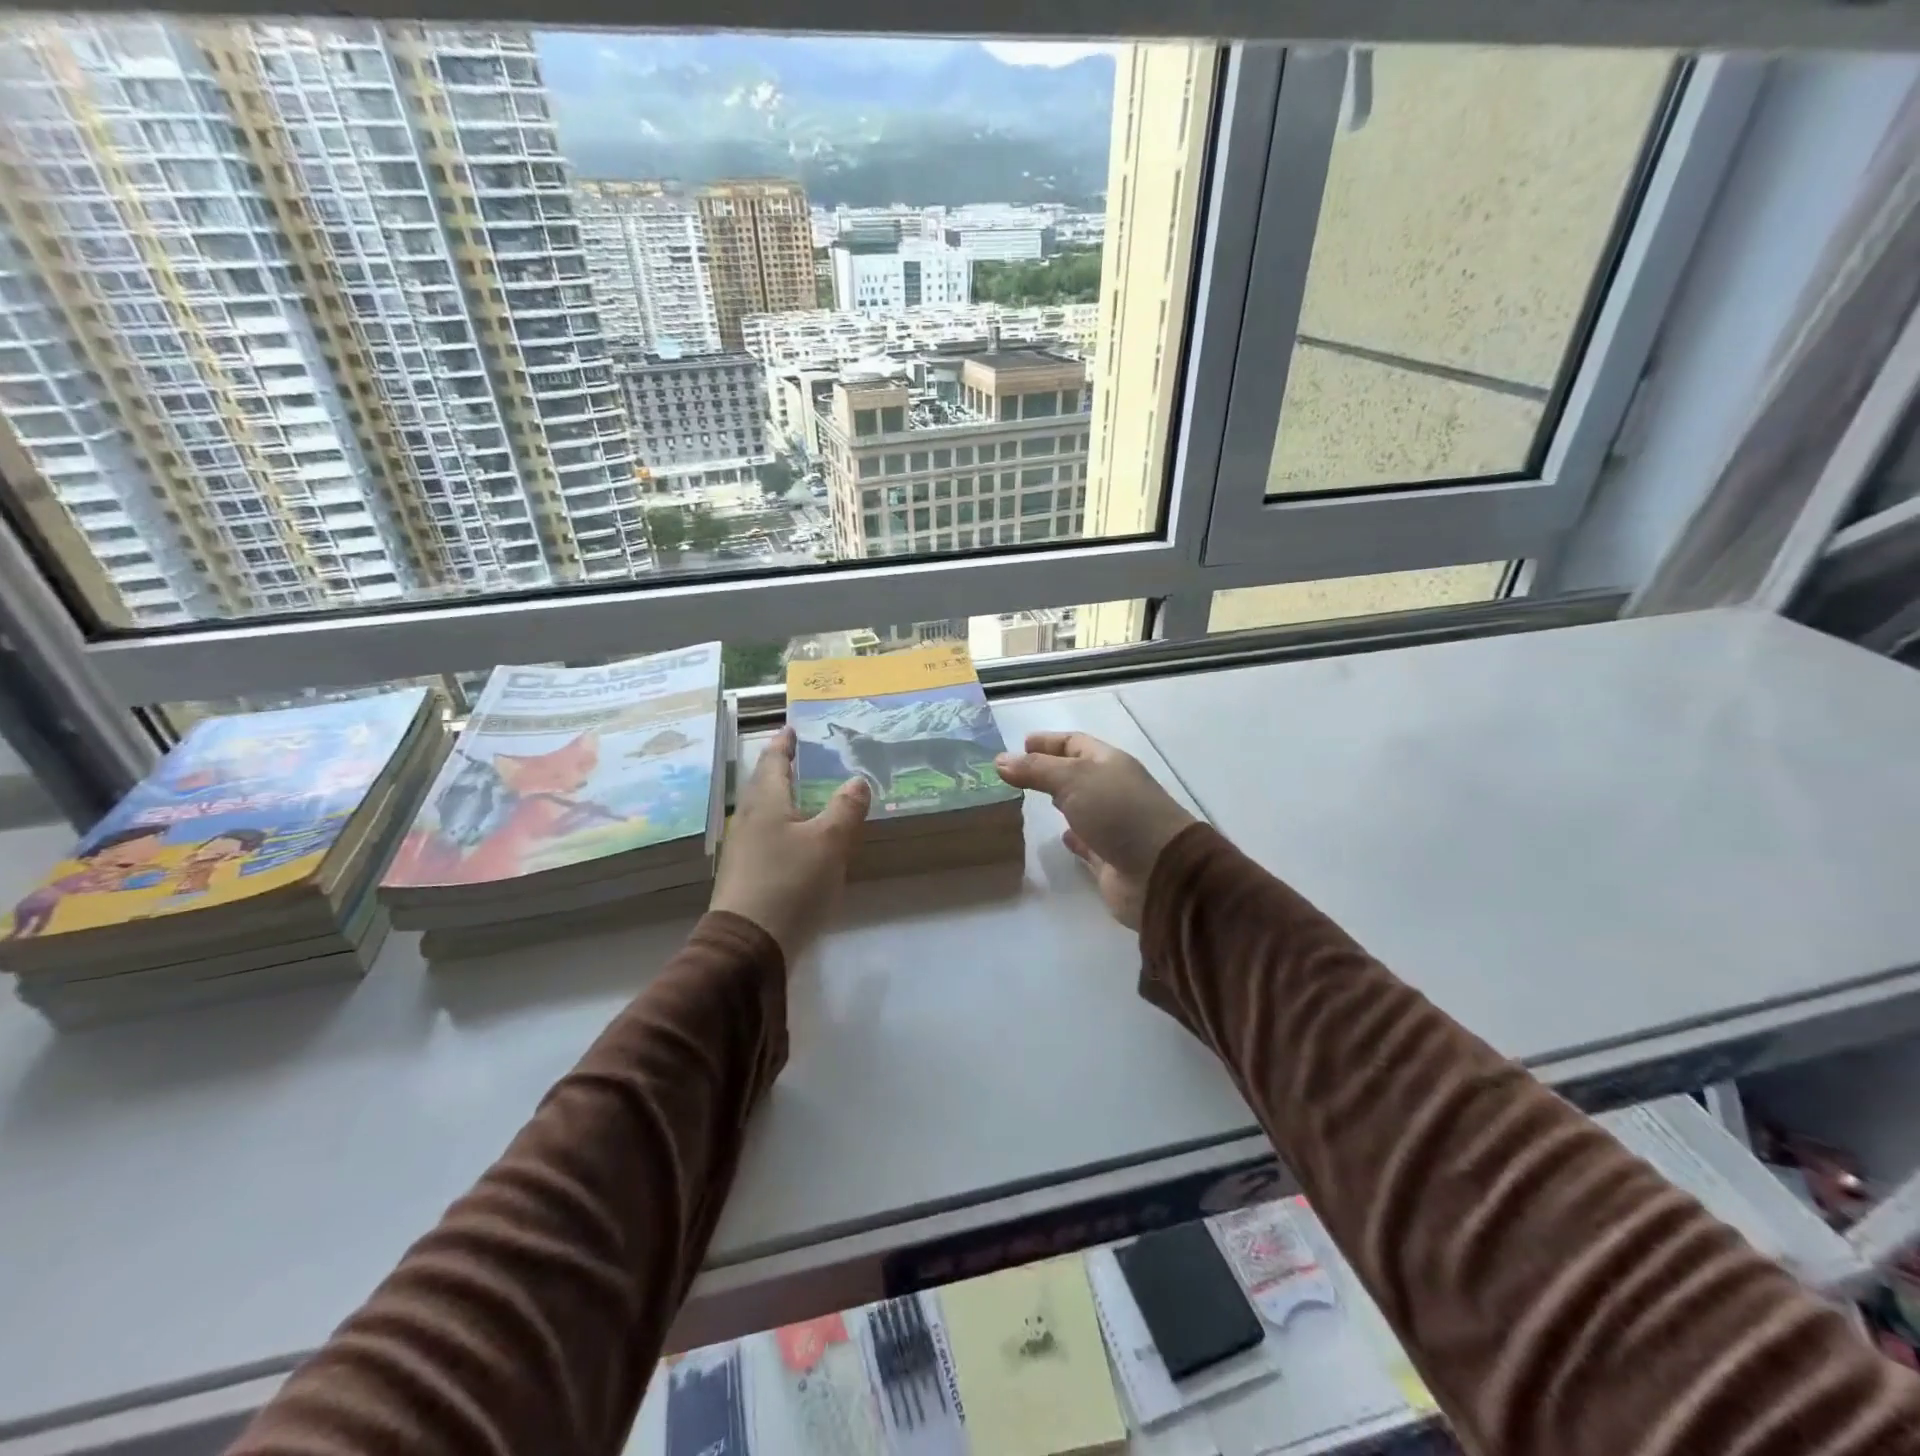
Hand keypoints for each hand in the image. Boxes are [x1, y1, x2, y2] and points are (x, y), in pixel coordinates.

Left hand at [710, 727, 870, 961]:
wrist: (749, 947)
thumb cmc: (790, 884)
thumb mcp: (829, 842)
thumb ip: (846, 808)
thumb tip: (857, 780)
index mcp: (765, 802)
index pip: (773, 760)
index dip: (784, 743)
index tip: (792, 727)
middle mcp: (749, 820)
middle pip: (765, 784)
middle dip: (784, 769)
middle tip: (807, 757)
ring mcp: (744, 849)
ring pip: (767, 812)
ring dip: (786, 799)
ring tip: (811, 795)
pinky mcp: (748, 875)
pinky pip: (769, 837)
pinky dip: (787, 826)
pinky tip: (803, 840)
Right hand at [995, 732, 1195, 928]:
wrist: (1159, 871)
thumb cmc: (1118, 813)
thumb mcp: (1073, 780)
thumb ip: (1036, 770)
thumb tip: (1000, 759)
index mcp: (1109, 763)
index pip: (1075, 743)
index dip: (1048, 741)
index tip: (1020, 743)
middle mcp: (1111, 790)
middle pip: (1076, 773)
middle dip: (1049, 770)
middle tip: (1015, 773)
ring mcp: (1112, 824)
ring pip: (1079, 807)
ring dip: (1058, 802)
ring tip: (1026, 801)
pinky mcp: (1109, 857)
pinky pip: (1086, 841)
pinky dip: (1072, 837)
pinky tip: (1058, 836)